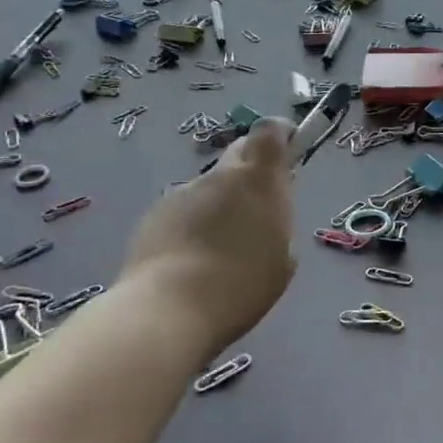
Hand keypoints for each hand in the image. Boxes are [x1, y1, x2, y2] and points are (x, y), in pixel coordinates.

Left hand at [121, 118, 296, 356]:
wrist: (167, 311)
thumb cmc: (240, 286)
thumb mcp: (283, 258)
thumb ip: (278, 222)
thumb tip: (265, 214)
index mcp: (259, 180)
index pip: (269, 131)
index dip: (280, 132)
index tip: (289, 145)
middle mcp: (220, 176)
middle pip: (239, 153)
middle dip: (251, 170)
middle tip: (257, 205)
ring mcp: (183, 193)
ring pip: (210, 187)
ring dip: (219, 205)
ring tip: (218, 249)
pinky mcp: (153, 215)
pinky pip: (183, 210)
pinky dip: (191, 226)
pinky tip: (190, 262)